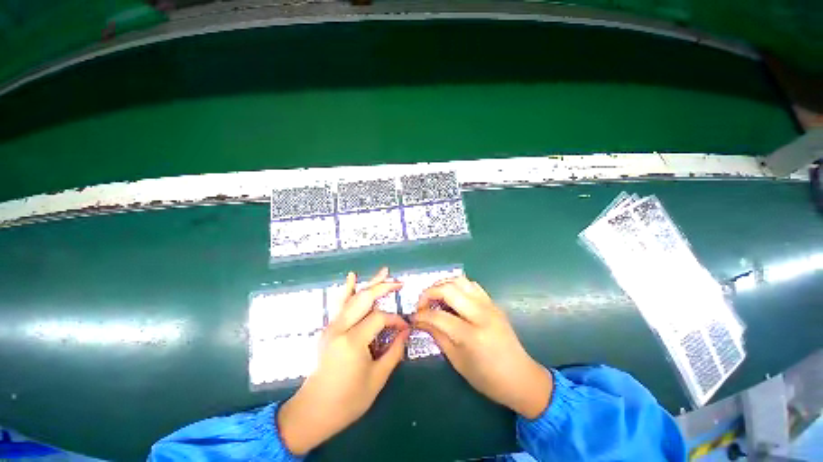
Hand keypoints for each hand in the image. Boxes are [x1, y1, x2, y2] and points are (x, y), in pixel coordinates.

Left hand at [278, 268, 409, 454]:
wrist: (313, 412)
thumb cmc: (347, 401)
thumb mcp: (377, 379)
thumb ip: (394, 351)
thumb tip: (406, 331)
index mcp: (352, 341)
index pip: (379, 318)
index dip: (395, 320)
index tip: (405, 328)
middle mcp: (340, 328)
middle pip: (365, 298)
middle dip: (384, 288)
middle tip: (400, 283)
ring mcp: (331, 326)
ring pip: (353, 297)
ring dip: (370, 283)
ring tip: (384, 271)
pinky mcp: (328, 328)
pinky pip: (340, 304)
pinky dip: (347, 289)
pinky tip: (352, 277)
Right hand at [413, 276, 551, 418]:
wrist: (521, 378)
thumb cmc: (487, 378)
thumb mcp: (457, 361)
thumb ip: (438, 336)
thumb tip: (421, 321)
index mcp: (471, 335)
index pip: (438, 316)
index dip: (421, 315)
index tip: (413, 317)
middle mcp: (481, 314)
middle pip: (449, 289)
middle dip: (429, 293)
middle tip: (422, 304)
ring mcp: (489, 305)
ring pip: (460, 281)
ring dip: (443, 285)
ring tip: (434, 297)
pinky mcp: (493, 303)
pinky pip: (471, 285)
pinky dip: (457, 286)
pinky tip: (452, 297)